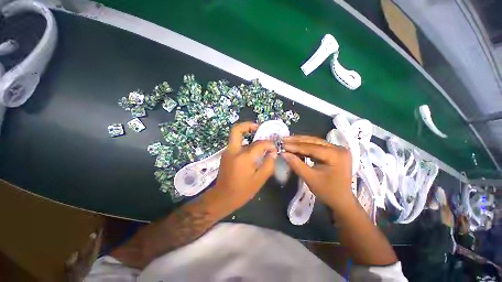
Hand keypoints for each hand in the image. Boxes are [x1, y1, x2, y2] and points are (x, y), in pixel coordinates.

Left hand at [210, 122, 276, 213]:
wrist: (222, 197)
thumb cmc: (242, 191)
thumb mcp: (259, 180)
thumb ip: (268, 164)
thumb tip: (272, 153)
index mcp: (243, 157)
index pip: (259, 144)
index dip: (269, 144)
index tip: (274, 149)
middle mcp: (233, 150)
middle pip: (237, 129)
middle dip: (248, 125)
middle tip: (258, 128)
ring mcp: (227, 152)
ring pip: (236, 136)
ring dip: (247, 134)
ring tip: (258, 140)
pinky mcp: (226, 155)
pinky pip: (236, 144)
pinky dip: (244, 142)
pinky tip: (252, 151)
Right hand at [282, 135, 352, 210]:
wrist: (342, 201)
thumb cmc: (327, 192)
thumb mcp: (310, 178)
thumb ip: (296, 164)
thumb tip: (283, 153)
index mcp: (336, 155)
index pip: (312, 148)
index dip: (296, 146)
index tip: (283, 145)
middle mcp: (338, 148)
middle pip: (314, 141)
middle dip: (297, 141)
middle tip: (283, 139)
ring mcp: (337, 149)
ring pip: (315, 142)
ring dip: (300, 142)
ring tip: (287, 140)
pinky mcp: (334, 152)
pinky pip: (317, 146)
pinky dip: (305, 146)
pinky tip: (296, 146)